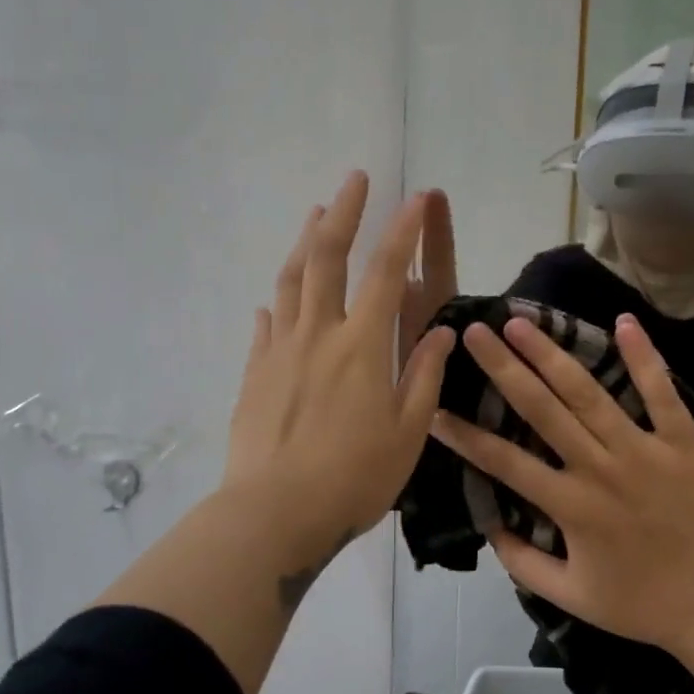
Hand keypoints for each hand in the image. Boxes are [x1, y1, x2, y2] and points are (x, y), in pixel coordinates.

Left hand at [225, 171, 455, 565]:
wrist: (274, 513)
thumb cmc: (353, 478)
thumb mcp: (407, 433)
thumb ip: (423, 377)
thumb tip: (439, 332)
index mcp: (362, 346)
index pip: (386, 273)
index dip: (402, 231)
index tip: (415, 197)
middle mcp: (318, 334)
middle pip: (328, 258)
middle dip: (344, 213)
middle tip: (354, 179)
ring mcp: (279, 351)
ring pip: (291, 281)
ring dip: (305, 242)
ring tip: (315, 214)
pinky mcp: (254, 373)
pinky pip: (264, 326)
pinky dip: (276, 303)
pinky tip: (274, 300)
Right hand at [430, 314, 693, 662]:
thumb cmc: (644, 605)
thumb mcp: (572, 598)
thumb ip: (523, 563)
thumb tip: (489, 526)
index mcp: (571, 506)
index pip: (504, 461)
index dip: (465, 436)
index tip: (434, 409)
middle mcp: (601, 468)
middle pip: (542, 409)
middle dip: (503, 368)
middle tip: (475, 332)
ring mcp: (645, 450)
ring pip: (590, 393)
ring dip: (552, 354)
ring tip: (521, 322)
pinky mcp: (685, 443)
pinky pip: (662, 393)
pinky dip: (644, 357)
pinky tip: (623, 322)